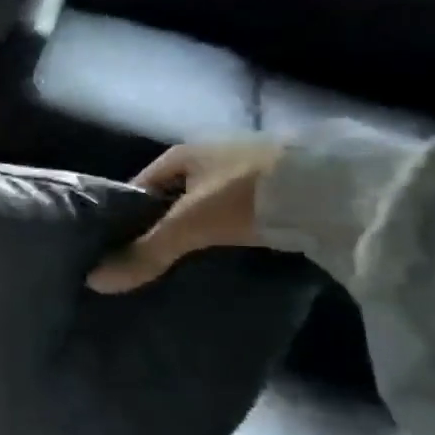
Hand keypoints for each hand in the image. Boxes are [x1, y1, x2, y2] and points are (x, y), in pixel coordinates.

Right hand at [86, 140, 283, 293]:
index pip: (140, 185)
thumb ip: (146, 253)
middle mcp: (214, 154)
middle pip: (176, 196)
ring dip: (203, 230)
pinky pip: (246, 214)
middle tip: (152, 261)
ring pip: (212, 205)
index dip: (126, 215)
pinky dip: (237, 233)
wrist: (341, 186)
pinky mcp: (288, 188)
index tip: (118, 248)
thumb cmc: (247, 194)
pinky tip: (234, 256)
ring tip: (190, 265)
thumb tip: (94, 282)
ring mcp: (254, 170)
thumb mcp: (190, 226)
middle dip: (164, 225)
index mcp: (183, 153)